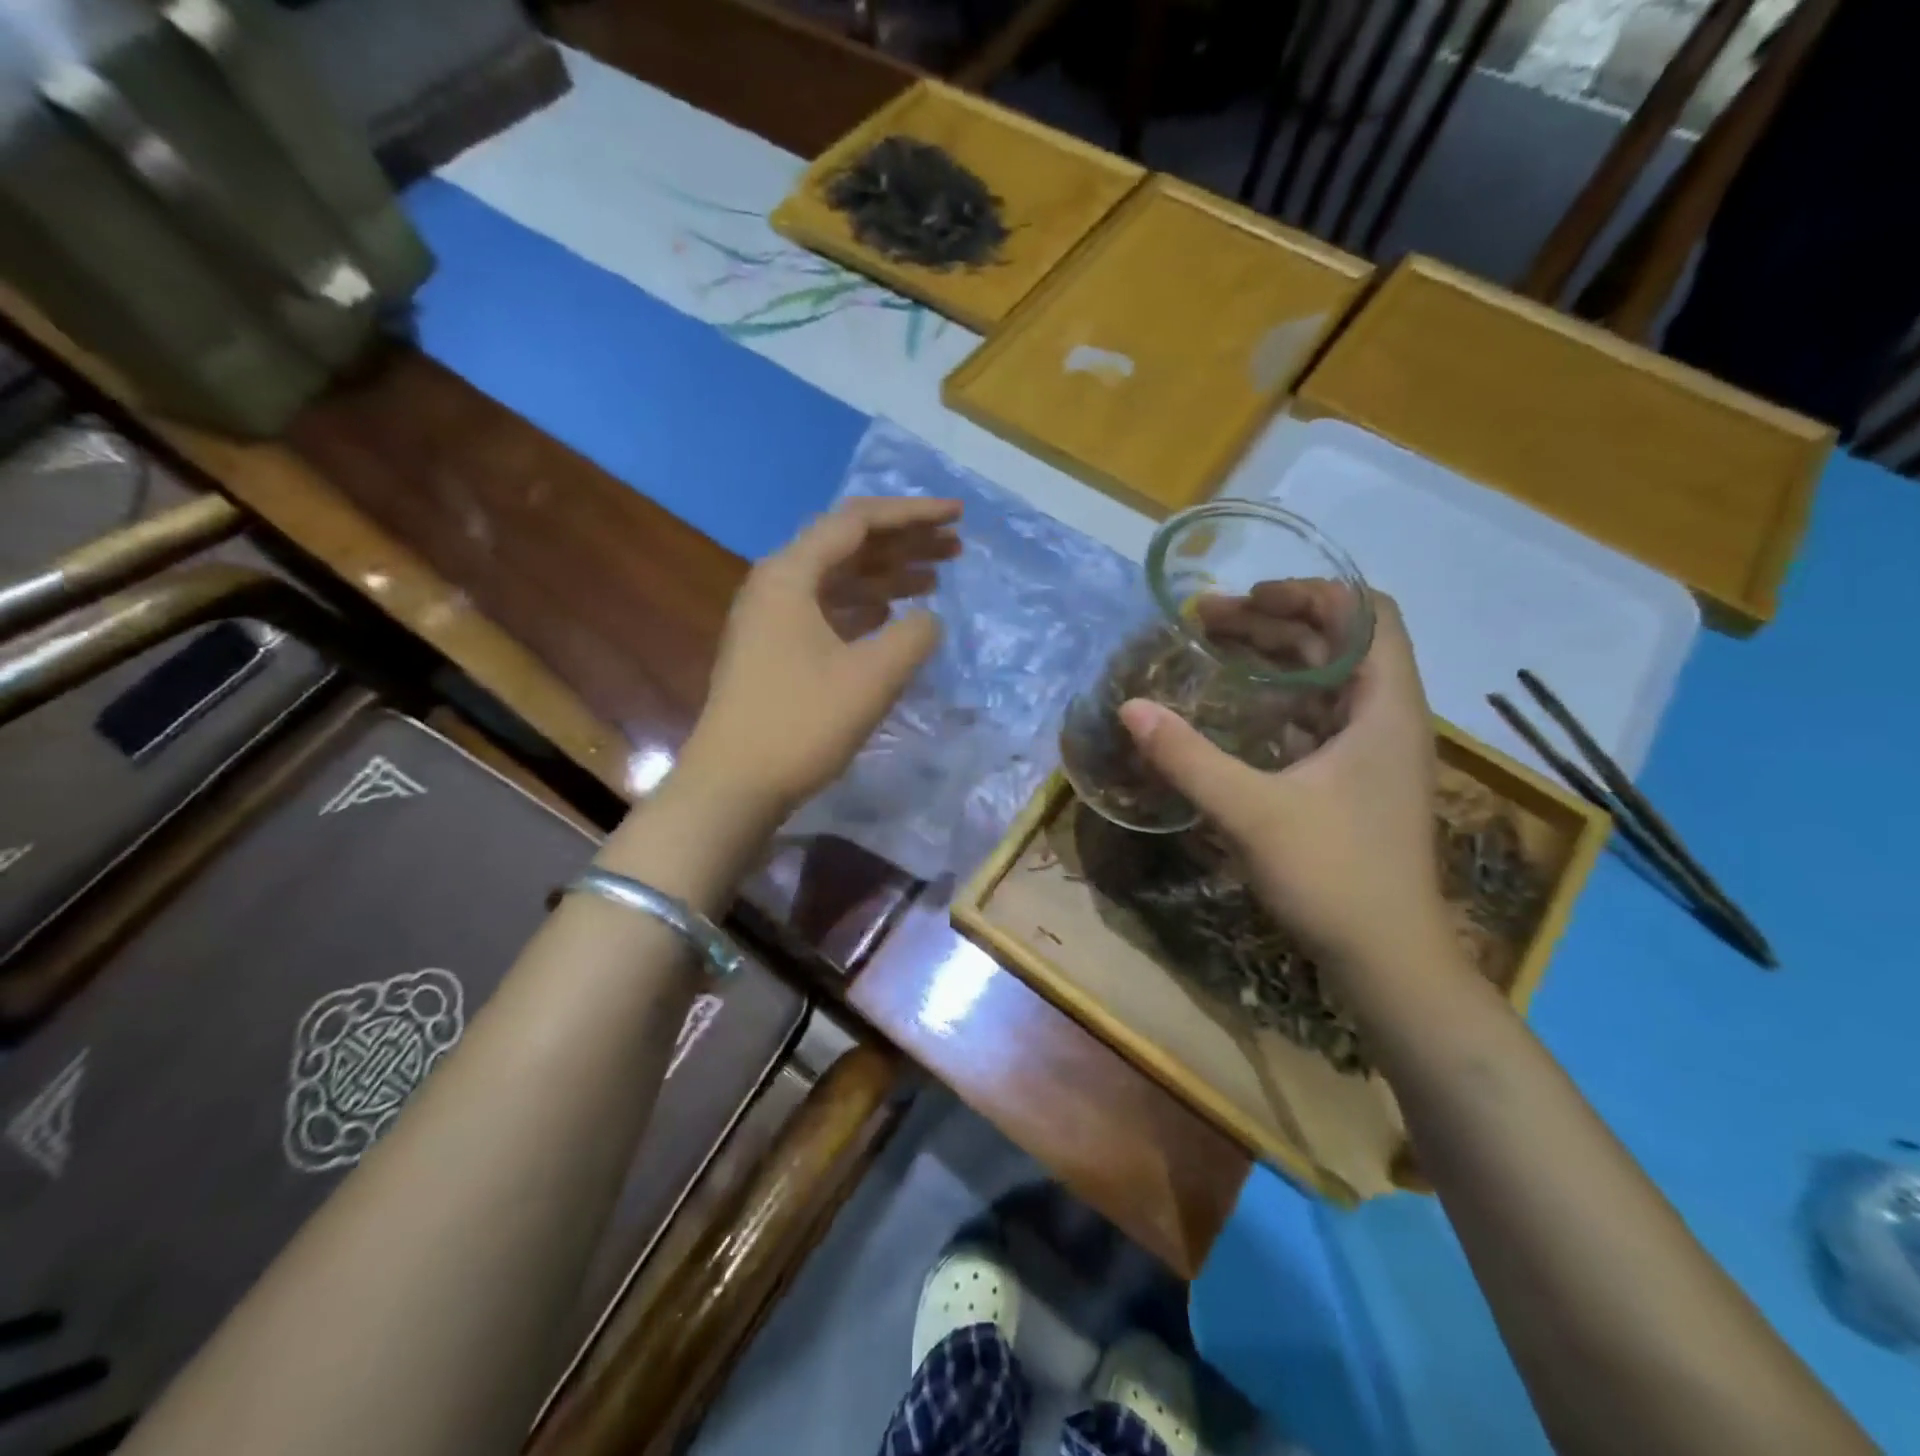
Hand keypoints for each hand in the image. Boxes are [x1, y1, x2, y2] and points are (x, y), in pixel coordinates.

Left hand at [678, 497, 960, 817]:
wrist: (733, 785)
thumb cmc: (801, 724)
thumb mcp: (871, 677)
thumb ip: (913, 637)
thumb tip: (928, 619)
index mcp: (791, 575)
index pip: (858, 522)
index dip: (913, 514)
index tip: (958, 516)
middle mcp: (777, 585)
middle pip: (848, 546)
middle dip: (904, 542)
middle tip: (955, 546)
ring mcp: (773, 619)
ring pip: (840, 580)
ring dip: (888, 576)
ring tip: (937, 578)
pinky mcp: (777, 651)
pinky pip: (829, 611)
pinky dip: (866, 608)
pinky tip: (893, 615)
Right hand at [1118, 592, 1449, 982]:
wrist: (1388, 962)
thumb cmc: (1334, 876)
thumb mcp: (1251, 812)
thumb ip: (1188, 757)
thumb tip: (1130, 708)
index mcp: (1385, 708)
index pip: (1367, 615)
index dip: (1310, 593)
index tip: (1249, 598)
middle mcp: (1388, 720)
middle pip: (1338, 645)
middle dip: (1273, 625)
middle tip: (1206, 625)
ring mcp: (1373, 755)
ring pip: (1326, 684)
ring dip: (1273, 663)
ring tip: (1213, 655)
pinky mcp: (1355, 784)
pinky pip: (1316, 721)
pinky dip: (1277, 704)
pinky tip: (1233, 713)